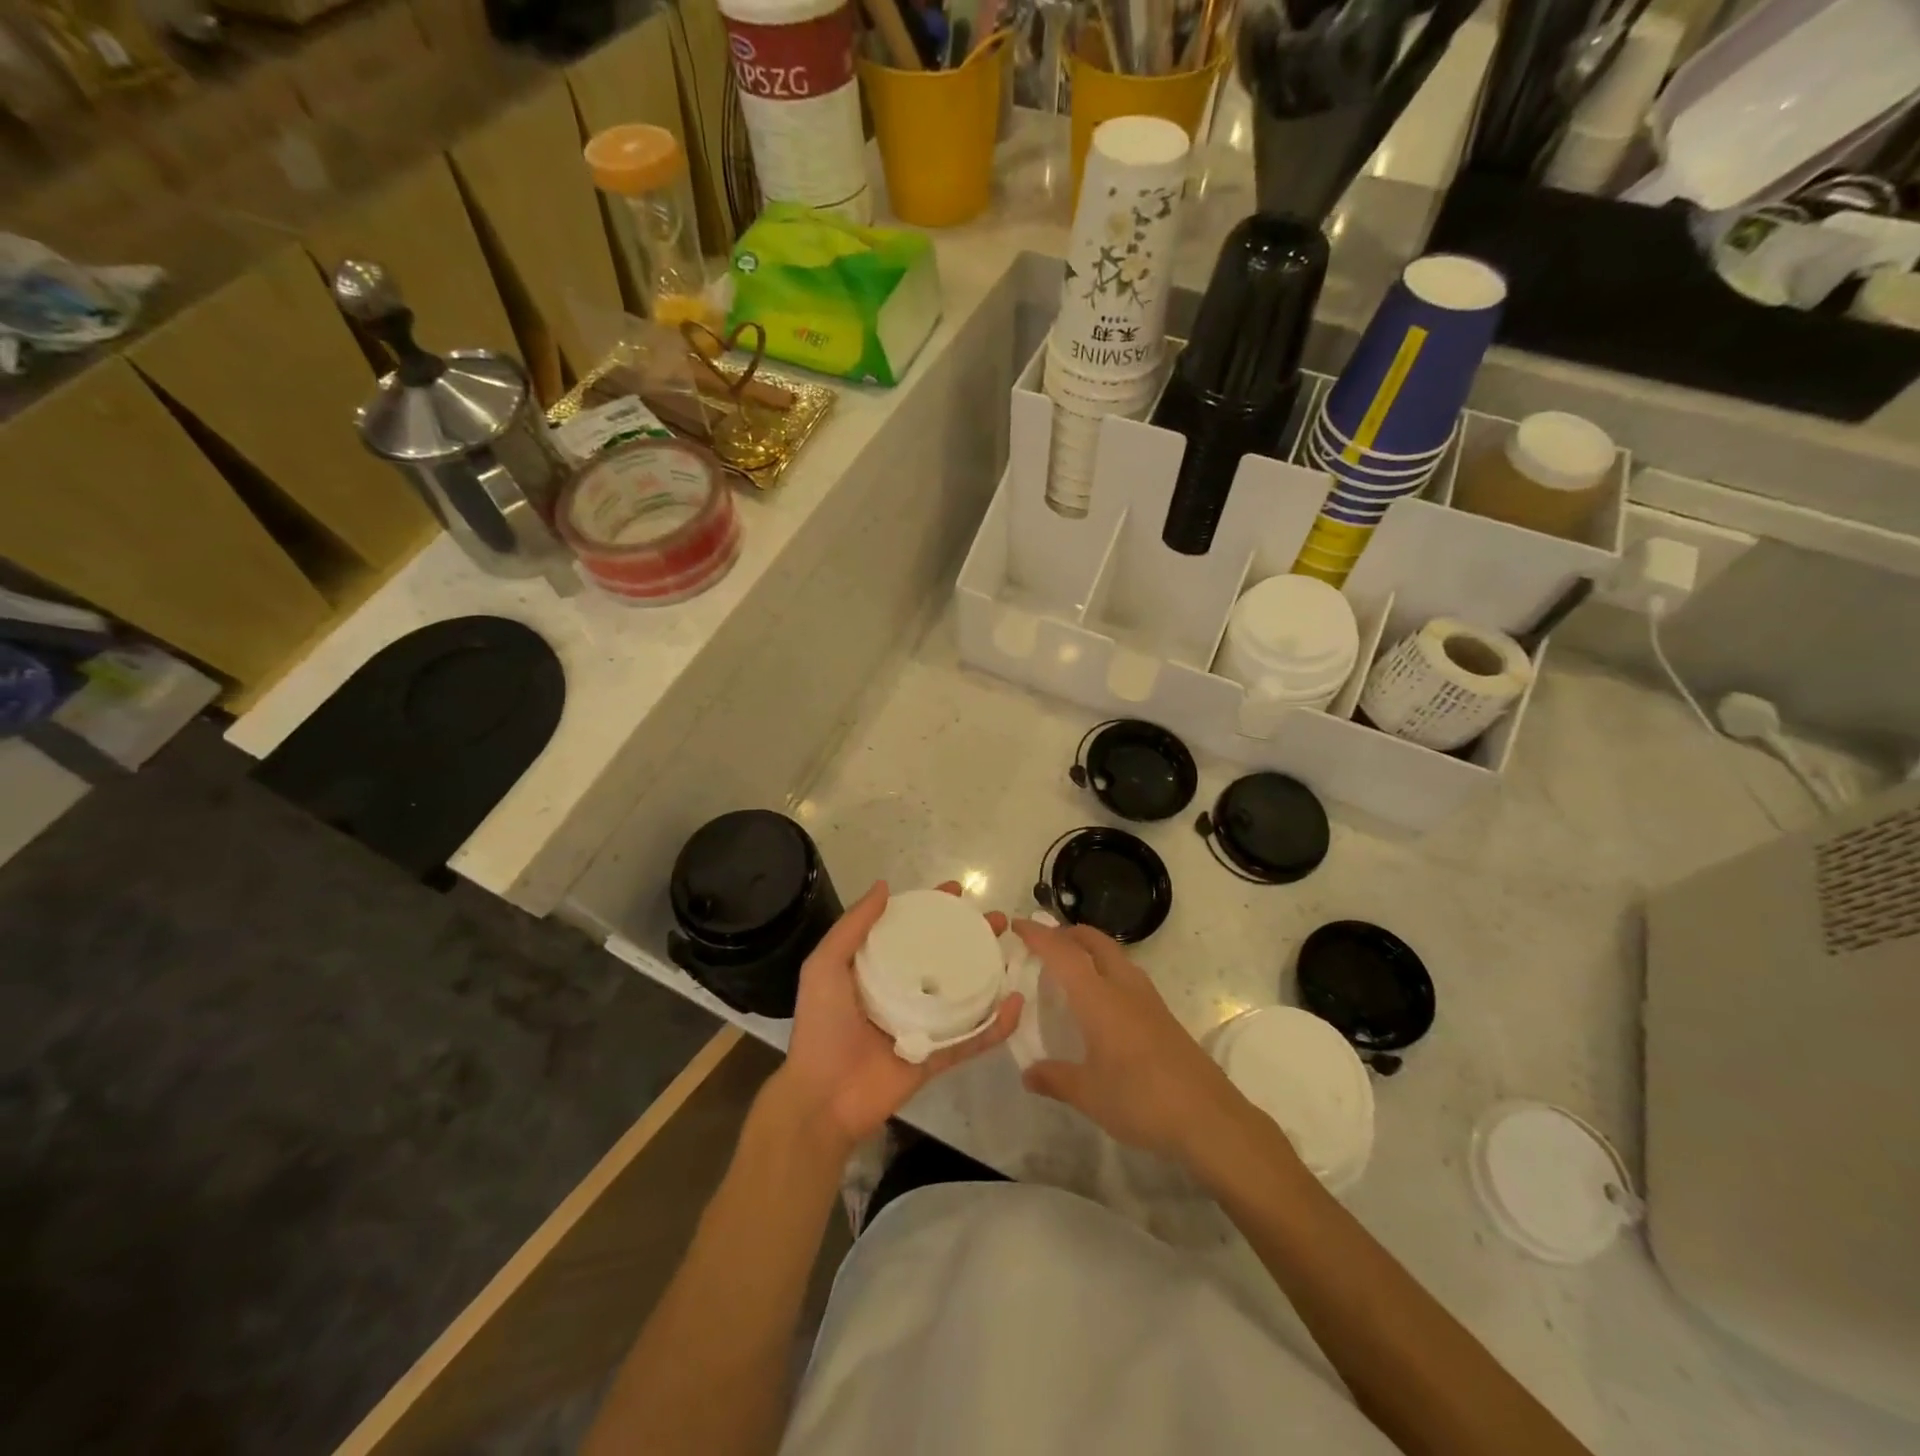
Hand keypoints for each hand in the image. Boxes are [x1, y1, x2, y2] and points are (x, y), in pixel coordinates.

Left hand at [772, 881, 1022, 1156]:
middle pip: (945, 957)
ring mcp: (924, 1025)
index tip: (957, 892)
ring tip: (1012, 952)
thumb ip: (852, 927)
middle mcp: (903, 992)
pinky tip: (1016, 1004)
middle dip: (972, 936)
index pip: (910, 931)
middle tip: (996, 920)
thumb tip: (884, 887)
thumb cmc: (822, 1027)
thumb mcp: (825, 967)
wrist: (823, 1098)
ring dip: (990, 972)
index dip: (933, 909)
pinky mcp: (938, 1056)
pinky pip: (972, 1039)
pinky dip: (996, 1025)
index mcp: (876, 970)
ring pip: (965, 993)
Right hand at [1015, 919, 1250, 1167]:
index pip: (1063, 953)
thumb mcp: (1089, 1094)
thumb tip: (1028, 1074)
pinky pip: (1128, 977)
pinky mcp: (1164, 1016)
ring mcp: (1149, 1000)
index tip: (1017, 925)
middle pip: (1095, 942)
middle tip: (1045, 941)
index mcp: (1099, 998)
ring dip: (1091, 950)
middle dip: (1069, 933)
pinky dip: (1107, 971)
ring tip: (1070, 968)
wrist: (1209, 1118)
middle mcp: (1124, 988)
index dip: (1039, 935)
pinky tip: (1102, 1002)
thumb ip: (1055, 1079)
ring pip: (1116, 956)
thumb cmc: (1141, 1100)